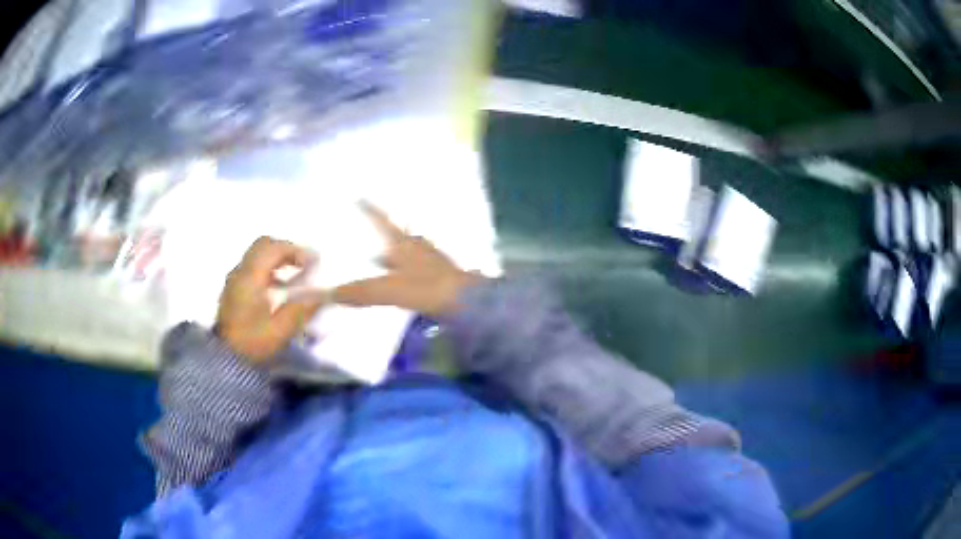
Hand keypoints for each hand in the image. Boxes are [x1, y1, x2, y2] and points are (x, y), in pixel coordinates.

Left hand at [216, 237, 326, 361]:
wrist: (224, 361)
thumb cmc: (252, 344)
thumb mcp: (280, 331)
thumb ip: (301, 309)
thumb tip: (322, 295)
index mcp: (251, 278)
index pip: (274, 249)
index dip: (297, 251)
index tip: (315, 262)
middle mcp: (240, 272)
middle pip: (263, 245)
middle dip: (286, 249)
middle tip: (305, 263)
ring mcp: (234, 280)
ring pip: (256, 255)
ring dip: (277, 258)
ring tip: (295, 274)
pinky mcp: (233, 291)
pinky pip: (251, 268)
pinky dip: (268, 269)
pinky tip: (278, 288)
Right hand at [333, 203, 481, 317]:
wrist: (470, 303)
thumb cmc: (430, 289)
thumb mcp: (391, 289)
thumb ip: (362, 291)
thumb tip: (330, 293)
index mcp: (404, 244)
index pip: (382, 221)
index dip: (370, 209)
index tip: (358, 195)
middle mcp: (417, 248)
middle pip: (395, 236)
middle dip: (381, 234)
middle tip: (364, 235)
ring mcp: (429, 262)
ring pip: (406, 253)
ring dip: (392, 254)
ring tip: (376, 259)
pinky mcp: (437, 278)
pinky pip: (413, 270)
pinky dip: (401, 272)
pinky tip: (396, 282)